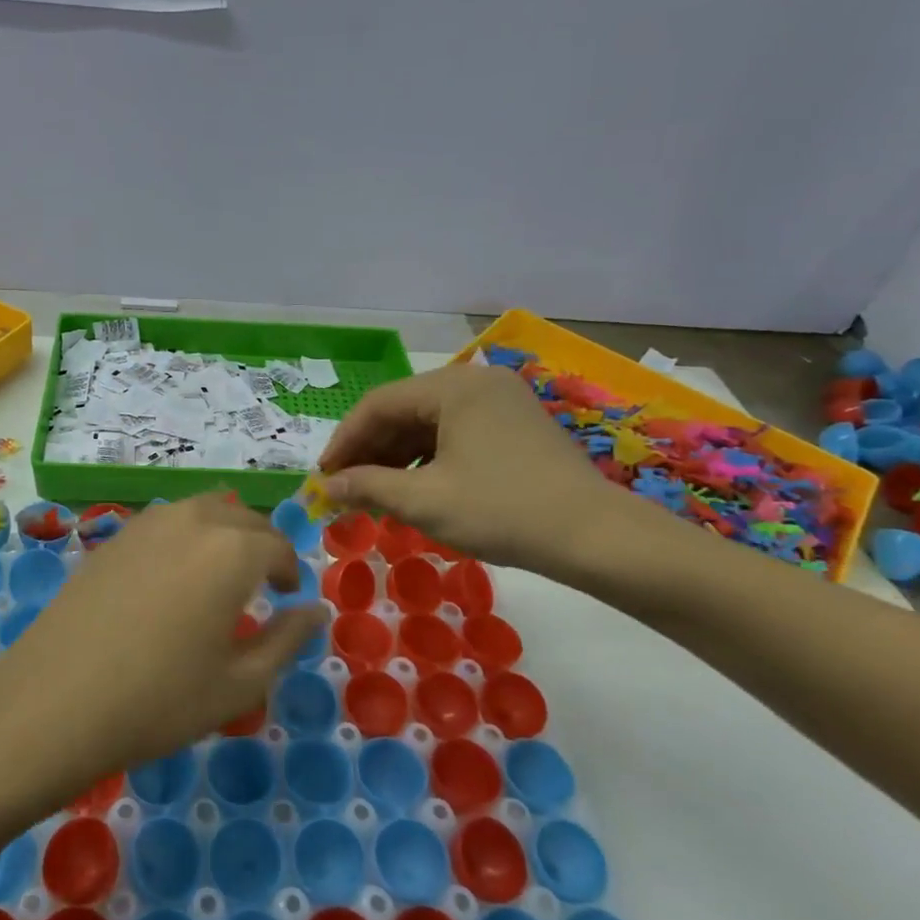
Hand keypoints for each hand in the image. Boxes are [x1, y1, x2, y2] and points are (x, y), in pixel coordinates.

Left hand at [0, 495, 327, 802]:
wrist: (54, 701)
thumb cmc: (159, 700)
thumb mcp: (239, 683)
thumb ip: (287, 640)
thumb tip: (316, 611)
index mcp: (232, 550)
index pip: (276, 545)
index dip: (289, 569)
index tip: (288, 595)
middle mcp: (192, 520)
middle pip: (241, 518)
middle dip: (260, 545)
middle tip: (261, 584)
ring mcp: (146, 523)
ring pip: (201, 511)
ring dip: (222, 533)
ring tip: (219, 575)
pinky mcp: (112, 537)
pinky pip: (165, 522)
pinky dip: (185, 536)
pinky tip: (172, 577)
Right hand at [319, 363, 655, 579]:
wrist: (596, 538)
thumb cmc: (502, 511)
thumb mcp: (425, 502)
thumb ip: (368, 487)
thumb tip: (326, 486)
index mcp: (454, 386)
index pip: (378, 404)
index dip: (344, 441)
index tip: (323, 477)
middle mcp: (477, 381)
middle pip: (404, 410)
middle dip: (370, 451)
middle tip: (345, 488)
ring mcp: (501, 400)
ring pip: (429, 423)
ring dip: (397, 457)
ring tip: (375, 493)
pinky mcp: (516, 424)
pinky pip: (455, 432)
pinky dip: (428, 459)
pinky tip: (415, 488)